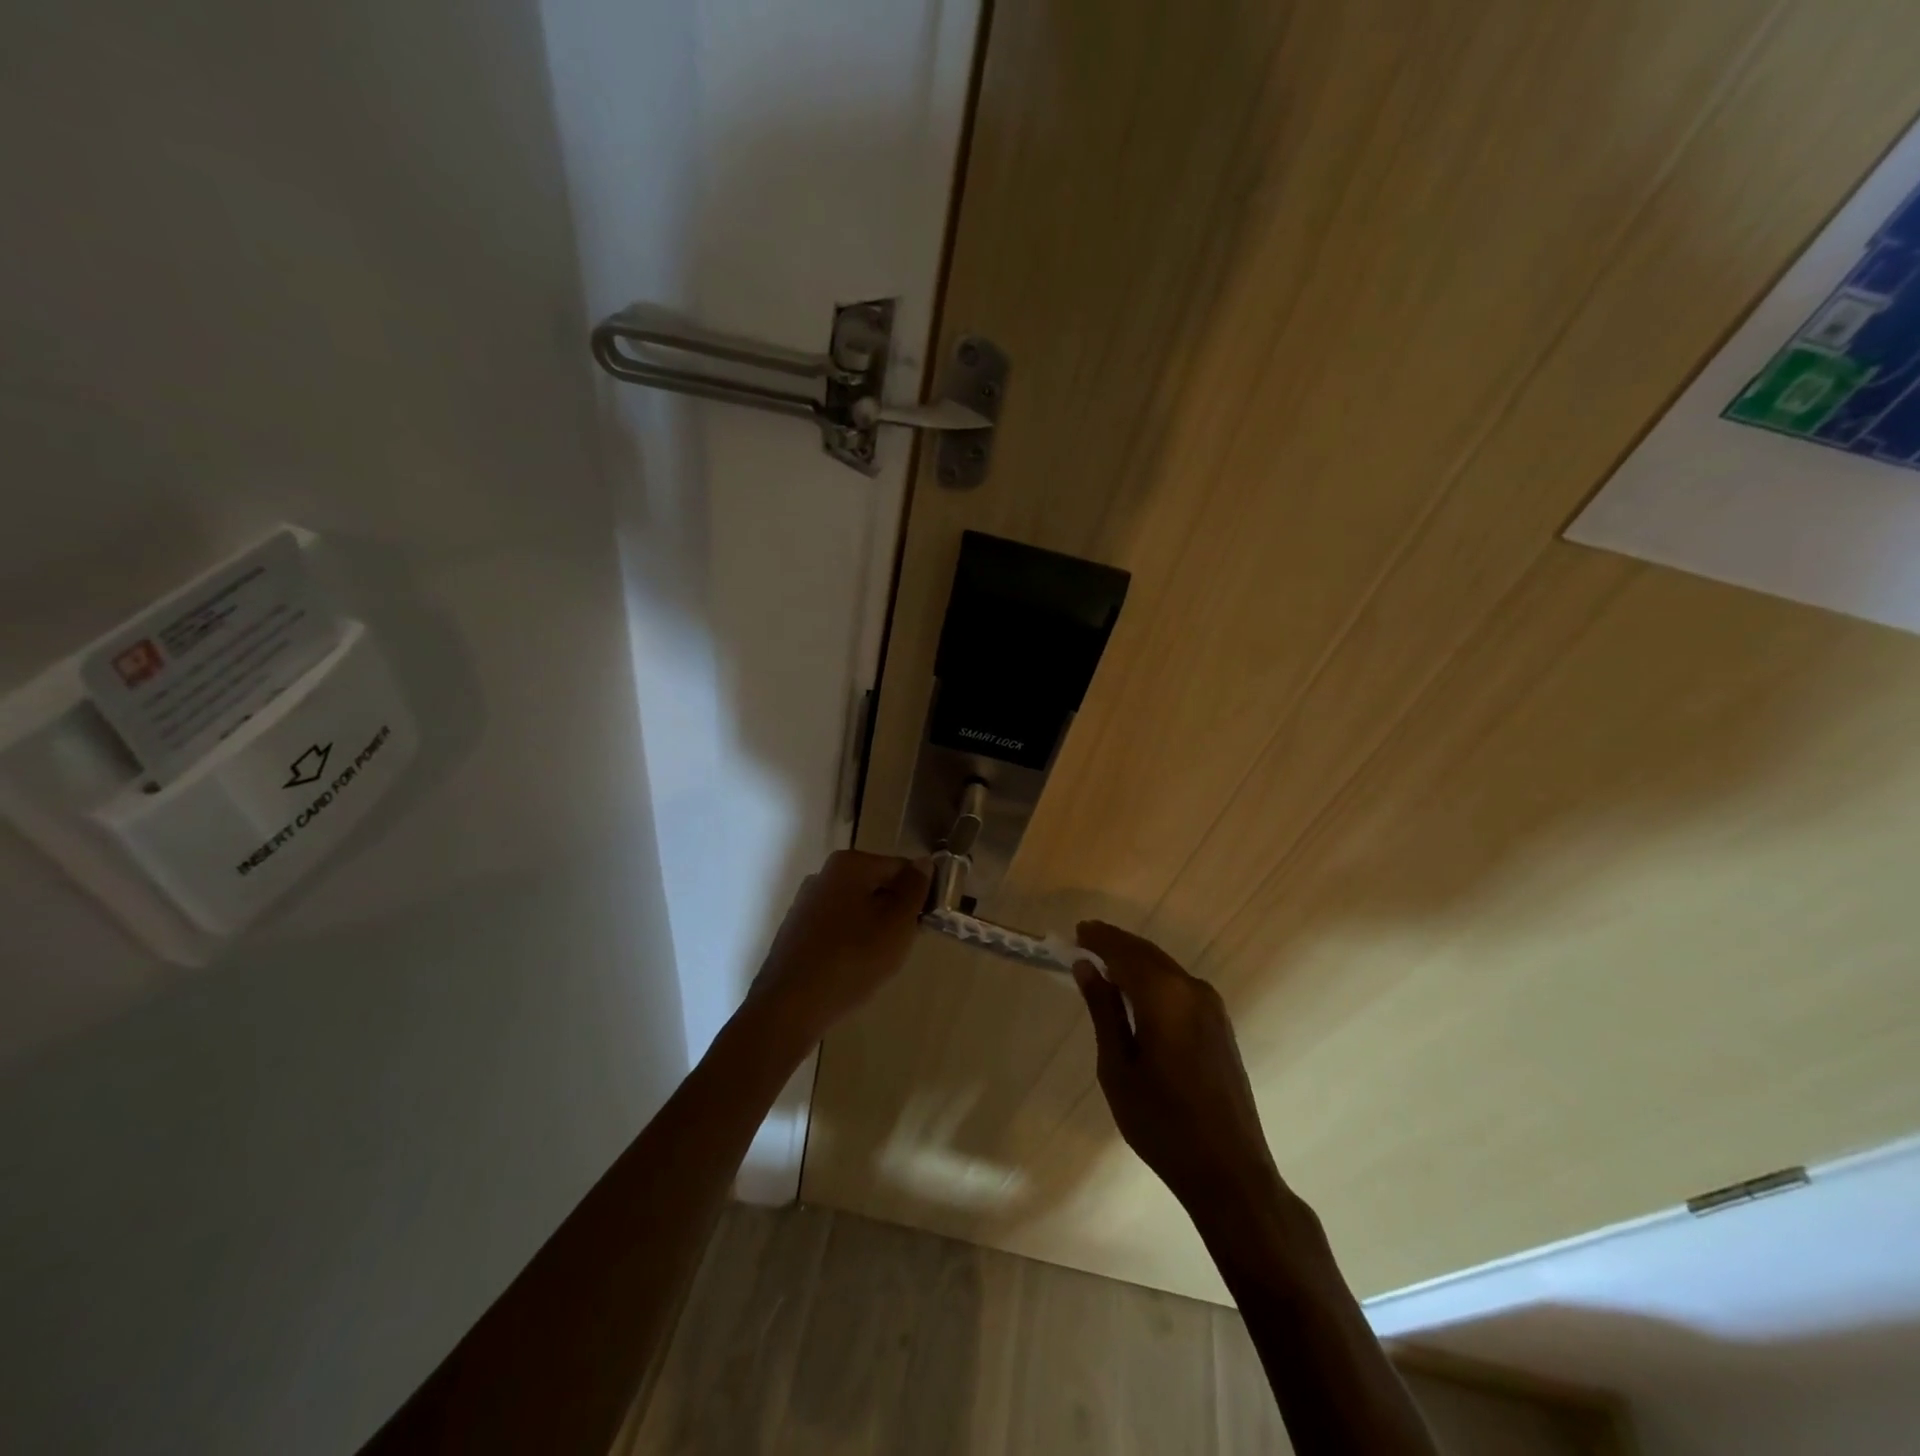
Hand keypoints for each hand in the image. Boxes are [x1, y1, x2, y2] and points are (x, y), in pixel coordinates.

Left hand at [744, 850, 929, 1047]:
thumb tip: (923, 863)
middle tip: (901, 947)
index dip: (919, 895)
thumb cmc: (852, 959)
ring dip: (873, 930)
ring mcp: (806, 902)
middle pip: (877, 887)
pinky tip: (851, 970)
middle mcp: (823, 874)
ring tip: (876, 963)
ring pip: (857, 909)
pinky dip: (850, 943)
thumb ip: (914, 889)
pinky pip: (836, 928)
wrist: (789, 1007)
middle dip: (894, 913)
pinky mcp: (796, 930)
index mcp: (849, 864)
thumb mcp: (897, 924)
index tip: (924, 925)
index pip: (901, 868)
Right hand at [1072, 921, 1283, 1218]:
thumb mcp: (1118, 1068)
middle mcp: (1193, 990)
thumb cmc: (1162, 1123)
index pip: (1125, 952)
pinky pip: (1179, 986)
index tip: (1076, 931)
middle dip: (1116, 945)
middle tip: (1085, 941)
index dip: (1100, 939)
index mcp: (1166, 997)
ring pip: (1165, 968)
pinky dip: (1154, 979)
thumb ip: (1104, 1011)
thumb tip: (1087, 967)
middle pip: (1148, 954)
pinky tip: (1136, 992)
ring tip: (1104, 964)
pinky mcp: (1220, 1025)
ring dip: (1135, 961)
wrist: (1229, 1171)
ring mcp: (1212, 1007)